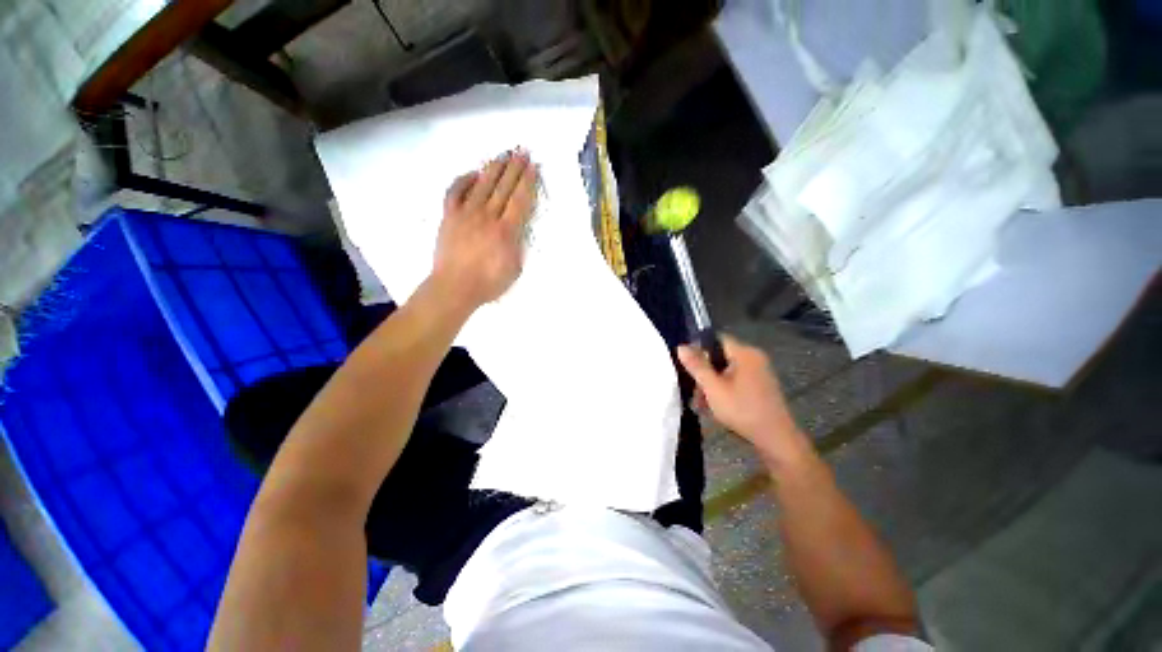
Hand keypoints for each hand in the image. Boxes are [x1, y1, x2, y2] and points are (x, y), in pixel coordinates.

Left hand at [432, 149, 537, 310]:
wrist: (454, 287)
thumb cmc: (488, 283)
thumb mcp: (514, 268)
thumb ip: (517, 245)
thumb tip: (515, 228)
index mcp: (506, 231)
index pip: (519, 200)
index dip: (527, 182)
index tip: (533, 166)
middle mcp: (487, 216)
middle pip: (503, 187)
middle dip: (514, 168)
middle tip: (522, 151)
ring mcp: (466, 214)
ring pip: (482, 184)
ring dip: (494, 168)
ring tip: (503, 154)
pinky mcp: (449, 216)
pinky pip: (455, 192)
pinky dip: (464, 180)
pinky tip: (473, 172)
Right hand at [677, 335, 809, 466]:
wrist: (776, 440)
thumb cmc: (743, 410)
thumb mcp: (713, 388)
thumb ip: (697, 366)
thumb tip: (680, 346)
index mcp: (745, 353)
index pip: (716, 339)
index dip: (699, 349)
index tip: (687, 365)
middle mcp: (754, 358)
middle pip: (720, 357)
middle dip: (704, 374)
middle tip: (694, 392)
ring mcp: (759, 373)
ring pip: (726, 372)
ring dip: (711, 385)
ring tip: (701, 405)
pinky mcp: (761, 386)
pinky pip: (736, 381)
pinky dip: (723, 390)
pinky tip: (714, 407)